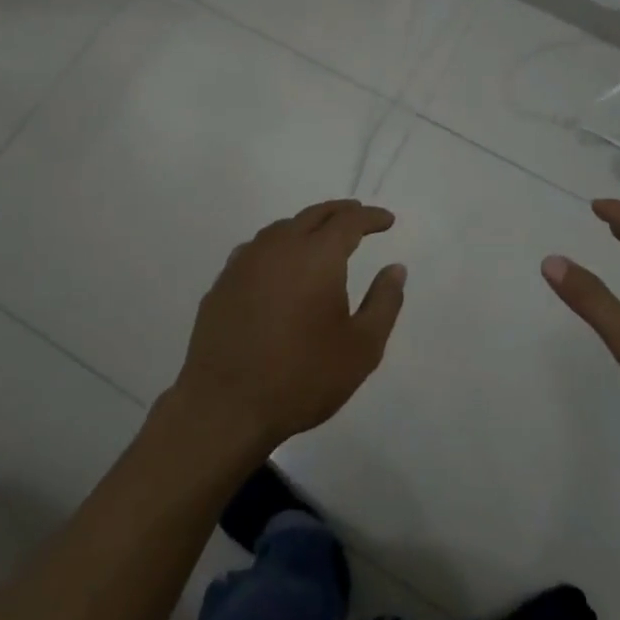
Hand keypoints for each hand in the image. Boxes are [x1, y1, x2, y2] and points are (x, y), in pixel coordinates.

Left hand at [170, 200, 406, 453]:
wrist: (225, 407)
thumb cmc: (302, 378)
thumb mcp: (362, 348)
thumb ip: (384, 302)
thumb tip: (396, 269)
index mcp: (318, 255)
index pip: (349, 221)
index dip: (371, 217)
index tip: (387, 220)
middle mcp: (280, 247)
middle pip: (314, 215)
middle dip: (340, 212)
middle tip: (358, 215)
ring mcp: (246, 262)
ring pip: (282, 228)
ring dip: (306, 225)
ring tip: (320, 236)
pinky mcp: (223, 283)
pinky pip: (256, 249)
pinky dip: (277, 246)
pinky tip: (278, 265)